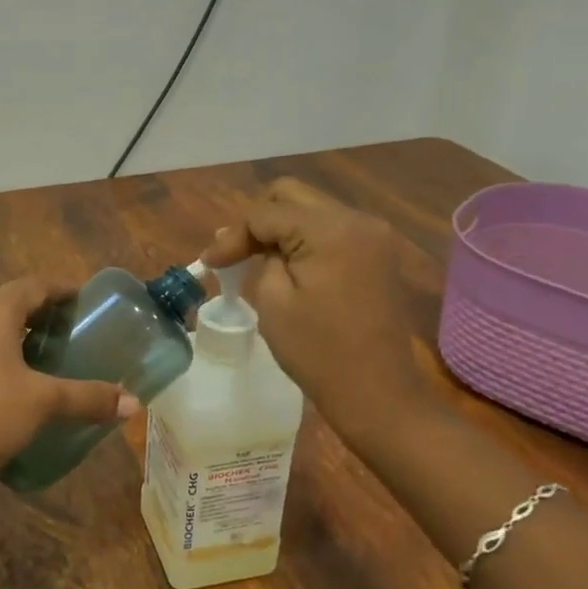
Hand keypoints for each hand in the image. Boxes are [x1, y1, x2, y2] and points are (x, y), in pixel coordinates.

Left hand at [0, 277, 138, 502]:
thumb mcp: (43, 403)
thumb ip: (88, 398)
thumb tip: (133, 403)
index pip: (35, 285)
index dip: (63, 290)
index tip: (86, 302)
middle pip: (12, 304)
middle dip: (43, 314)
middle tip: (73, 332)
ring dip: (19, 337)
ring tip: (48, 359)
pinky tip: (13, 385)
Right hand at [202, 178, 438, 456]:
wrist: (377, 392)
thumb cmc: (318, 351)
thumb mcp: (274, 301)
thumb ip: (258, 258)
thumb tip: (245, 241)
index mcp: (331, 230)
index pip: (266, 212)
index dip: (233, 235)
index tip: (209, 263)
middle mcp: (357, 220)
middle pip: (291, 195)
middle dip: (256, 222)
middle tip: (234, 255)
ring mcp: (373, 235)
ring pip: (311, 209)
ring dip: (280, 229)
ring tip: (255, 260)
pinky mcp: (377, 253)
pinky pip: (331, 229)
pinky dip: (304, 240)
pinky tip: (287, 266)